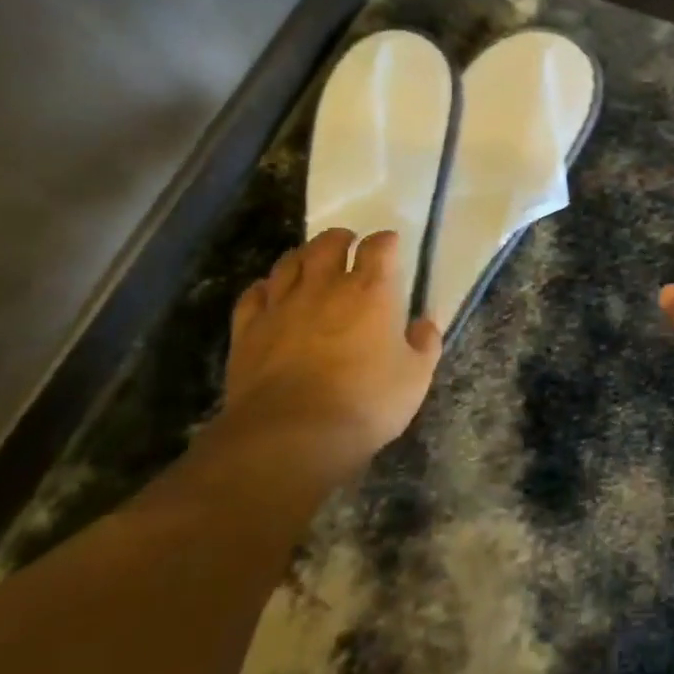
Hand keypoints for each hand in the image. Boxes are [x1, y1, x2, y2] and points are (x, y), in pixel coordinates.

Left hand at [194, 228, 441, 502]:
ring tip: (309, 259)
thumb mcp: (415, 378)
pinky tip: (268, 291)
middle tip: (347, 242)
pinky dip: (264, 287)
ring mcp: (281, 305)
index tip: (391, 244)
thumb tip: (425, 323)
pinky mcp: (248, 329)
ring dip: (302, 255)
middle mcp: (324, 287)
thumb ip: (424, 345)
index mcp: (370, 292)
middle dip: (340, 238)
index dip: (386, 242)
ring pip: (288, 263)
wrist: (291, 434)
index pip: (379, 248)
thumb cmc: (365, 403)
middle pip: (328, 245)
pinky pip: (253, 295)